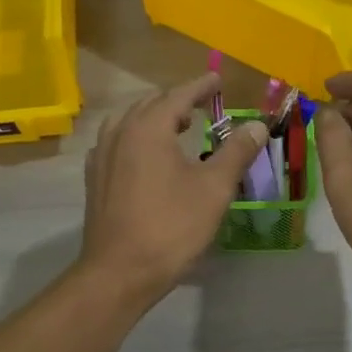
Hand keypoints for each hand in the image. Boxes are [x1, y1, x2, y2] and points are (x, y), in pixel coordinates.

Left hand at [79, 74, 267, 307]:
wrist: (119, 272)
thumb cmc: (171, 227)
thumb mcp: (214, 189)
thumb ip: (236, 152)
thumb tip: (257, 125)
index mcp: (149, 128)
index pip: (178, 95)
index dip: (200, 86)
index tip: (217, 79)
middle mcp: (120, 133)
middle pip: (150, 104)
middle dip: (177, 100)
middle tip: (202, 103)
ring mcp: (102, 156)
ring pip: (129, 121)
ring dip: (155, 117)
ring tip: (177, 125)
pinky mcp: (95, 179)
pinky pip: (116, 142)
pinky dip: (136, 136)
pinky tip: (146, 154)